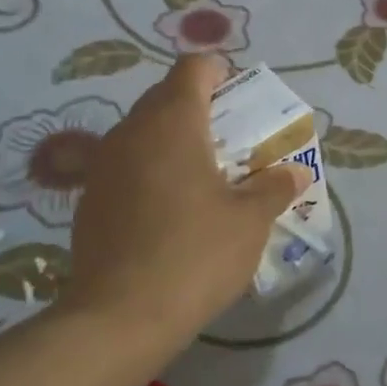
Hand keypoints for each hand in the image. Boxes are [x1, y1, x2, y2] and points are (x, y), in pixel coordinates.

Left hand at [69, 54, 309, 347]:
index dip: (220, 73)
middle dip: (202, 109)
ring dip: (175, 142)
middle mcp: (131, 132)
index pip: (193, 68)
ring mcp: (103, 165)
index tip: (241, 98)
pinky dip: (152, 171)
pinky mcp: (90, 199)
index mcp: (172, 123)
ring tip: (206, 177)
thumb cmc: (196, 255)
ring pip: (144, 133)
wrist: (120, 318)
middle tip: (234, 142)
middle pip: (166, 97)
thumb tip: (296, 172)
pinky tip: (171, 211)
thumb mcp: (251, 221)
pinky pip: (127, 166)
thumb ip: (275, 187)